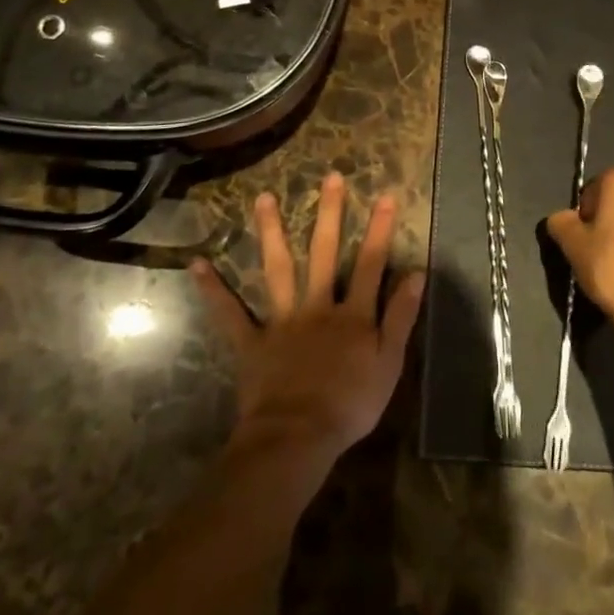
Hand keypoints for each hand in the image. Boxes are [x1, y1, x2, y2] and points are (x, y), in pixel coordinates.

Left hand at [191, 172, 424, 474]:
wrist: (298, 437)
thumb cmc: (350, 404)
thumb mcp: (389, 363)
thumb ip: (402, 316)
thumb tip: (416, 273)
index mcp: (353, 313)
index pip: (370, 263)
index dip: (379, 229)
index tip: (384, 194)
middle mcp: (317, 306)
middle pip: (324, 253)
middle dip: (329, 214)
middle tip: (329, 177)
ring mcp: (282, 322)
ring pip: (278, 270)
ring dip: (271, 232)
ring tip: (263, 198)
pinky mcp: (252, 343)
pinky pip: (230, 314)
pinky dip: (214, 290)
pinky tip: (197, 264)